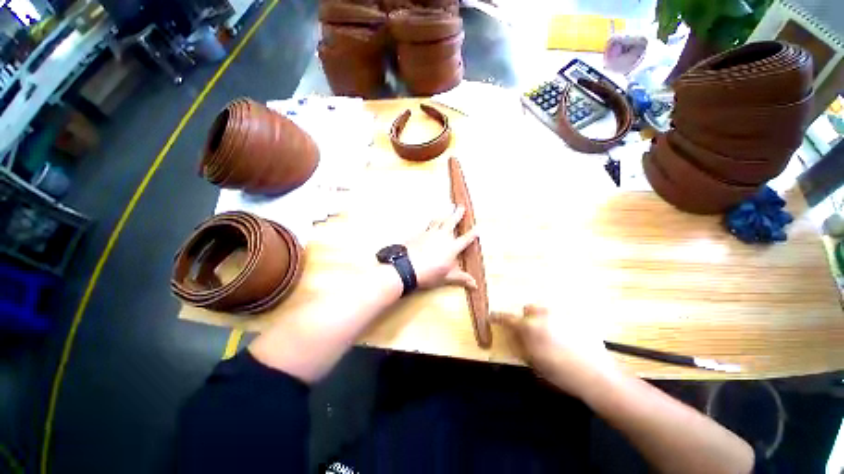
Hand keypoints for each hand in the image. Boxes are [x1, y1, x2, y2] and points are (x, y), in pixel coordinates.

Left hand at [406, 206, 478, 289]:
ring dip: (445, 214)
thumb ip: (461, 278)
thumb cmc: (429, 273)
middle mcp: (443, 237)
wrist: (407, 267)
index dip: (473, 234)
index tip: (478, 228)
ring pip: (439, 220)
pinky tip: (432, 220)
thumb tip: (475, 285)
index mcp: (452, 247)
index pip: (466, 239)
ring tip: (448, 208)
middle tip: (461, 207)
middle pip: (452, 222)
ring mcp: (431, 233)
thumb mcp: (447, 277)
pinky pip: (428, 225)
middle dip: (457, 214)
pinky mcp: (420, 233)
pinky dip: (432, 221)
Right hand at [491, 305, 620, 399]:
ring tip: (552, 338)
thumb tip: (513, 335)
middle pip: (528, 309)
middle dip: (527, 319)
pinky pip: (561, 317)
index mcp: (530, 327)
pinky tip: (568, 340)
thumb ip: (520, 345)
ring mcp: (561, 315)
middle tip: (533, 335)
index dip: (498, 318)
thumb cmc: (560, 372)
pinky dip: (559, 324)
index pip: (508, 318)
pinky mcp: (576, 318)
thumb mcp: (533, 362)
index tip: (492, 317)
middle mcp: (543, 315)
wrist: (596, 376)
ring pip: (545, 311)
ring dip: (542, 320)